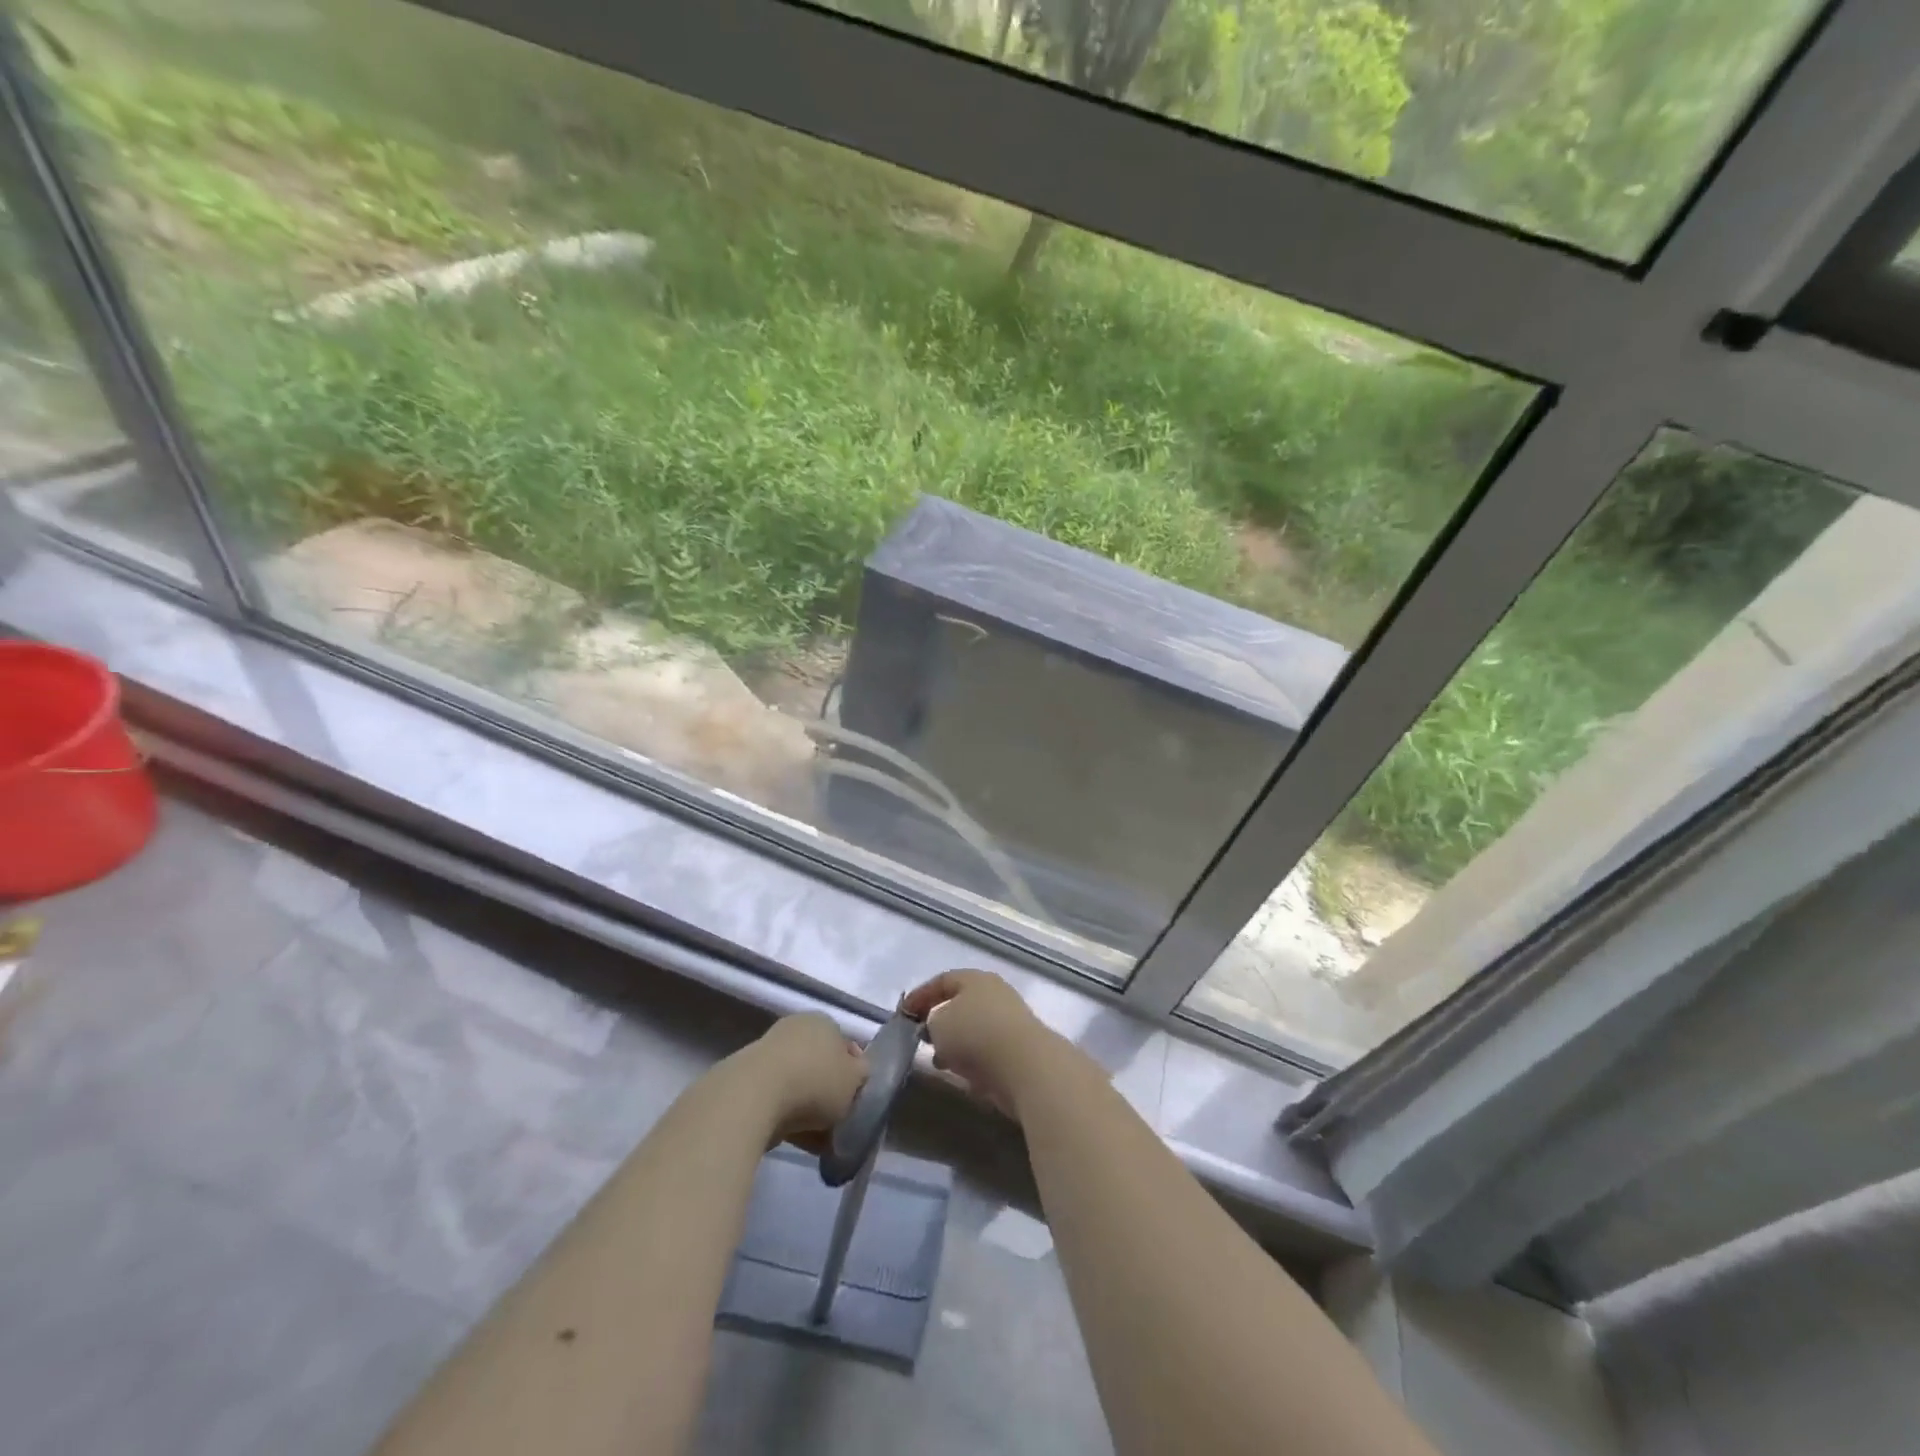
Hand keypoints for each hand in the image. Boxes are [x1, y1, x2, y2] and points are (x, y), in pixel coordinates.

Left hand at [739, 1013, 867, 1146]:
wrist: (754, 1097)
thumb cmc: (815, 1080)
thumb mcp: (854, 1078)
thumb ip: (861, 1073)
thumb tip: (857, 1072)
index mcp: (823, 1021)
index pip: (844, 1044)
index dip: (853, 1072)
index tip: (855, 1097)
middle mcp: (795, 1029)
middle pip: (820, 1064)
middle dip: (829, 1092)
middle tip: (838, 1120)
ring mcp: (768, 1054)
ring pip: (799, 1085)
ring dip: (809, 1109)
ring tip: (820, 1140)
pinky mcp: (748, 1081)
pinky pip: (778, 1101)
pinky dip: (789, 1119)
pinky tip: (798, 1142)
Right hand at [902, 970, 1051, 1117]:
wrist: (1024, 1065)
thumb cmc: (975, 1034)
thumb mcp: (938, 1023)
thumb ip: (930, 1021)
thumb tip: (936, 1027)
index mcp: (975, 979)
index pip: (942, 980)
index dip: (920, 995)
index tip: (903, 1014)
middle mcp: (994, 993)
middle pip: (960, 1003)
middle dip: (938, 1019)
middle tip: (921, 1036)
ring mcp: (1009, 1020)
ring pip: (973, 1027)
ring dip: (954, 1042)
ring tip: (938, 1060)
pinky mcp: (1018, 1048)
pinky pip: (986, 1048)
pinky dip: (970, 1058)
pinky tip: (960, 1072)